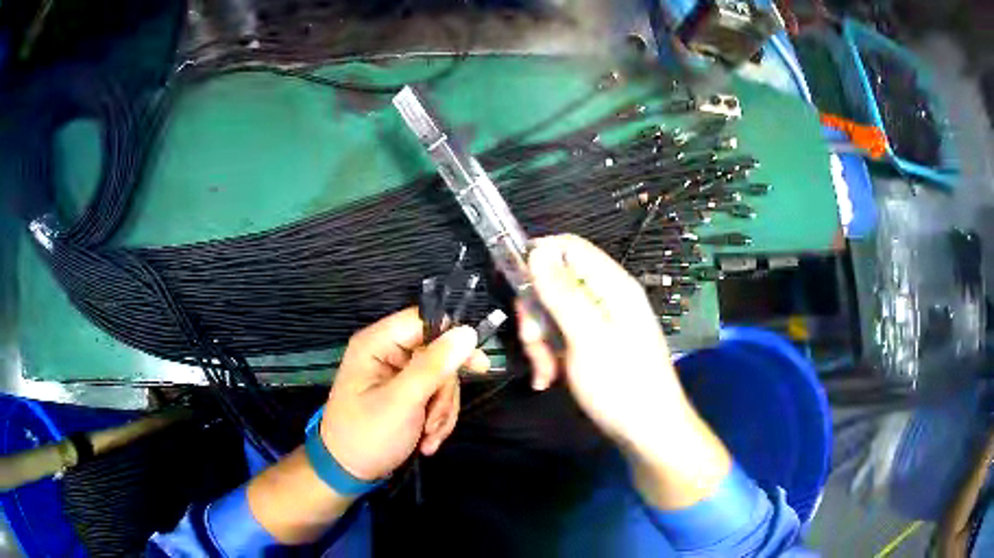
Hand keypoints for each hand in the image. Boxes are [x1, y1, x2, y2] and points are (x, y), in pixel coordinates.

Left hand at [320, 307, 488, 481]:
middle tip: (435, 420)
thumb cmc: (367, 435)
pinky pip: (435, 396)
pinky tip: (427, 441)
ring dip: (441, 411)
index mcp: (376, 343)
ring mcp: (396, 375)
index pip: (423, 321)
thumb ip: (433, 366)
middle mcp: (386, 353)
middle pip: (438, 355)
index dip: (453, 340)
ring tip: (429, 437)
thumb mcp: (402, 402)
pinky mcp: (405, 394)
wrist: (348, 472)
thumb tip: (466, 332)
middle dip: (442, 393)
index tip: (478, 366)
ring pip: (441, 379)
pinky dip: (436, 420)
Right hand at [518, 235, 729, 508]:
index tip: (514, 285)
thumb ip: (562, 293)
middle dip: (536, 313)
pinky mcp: (593, 345)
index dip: (538, 257)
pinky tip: (549, 379)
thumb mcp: (587, 338)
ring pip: (552, 314)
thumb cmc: (622, 385)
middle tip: (534, 343)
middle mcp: (606, 298)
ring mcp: (599, 323)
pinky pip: (560, 337)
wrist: (648, 433)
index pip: (569, 247)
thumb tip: (537, 250)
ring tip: (546, 373)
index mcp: (612, 285)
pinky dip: (549, 355)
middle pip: (555, 282)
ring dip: (540, 341)